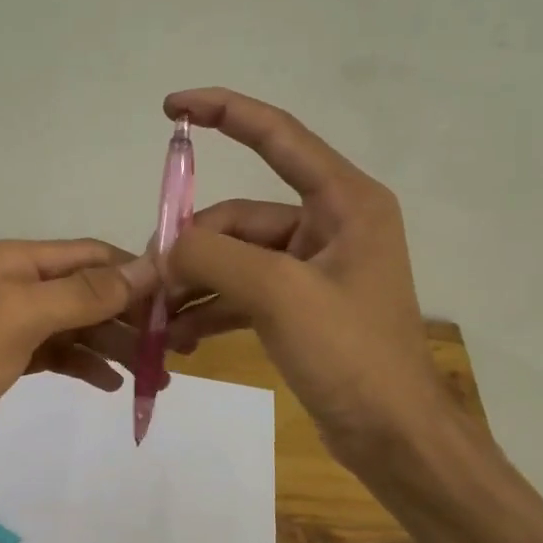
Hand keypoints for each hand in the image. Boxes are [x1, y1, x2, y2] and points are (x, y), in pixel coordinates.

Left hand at [0, 239, 158, 510]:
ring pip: (74, 325)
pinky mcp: (2, 363)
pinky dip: (85, 364)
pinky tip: (112, 384)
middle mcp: (7, 285)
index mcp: (7, 262)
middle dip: (129, 316)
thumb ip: (81, 293)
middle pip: (84, 291)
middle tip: (175, 347)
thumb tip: (146, 269)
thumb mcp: (18, 321)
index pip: (86, 256)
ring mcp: (4, 326)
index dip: (132, 273)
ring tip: (156, 373)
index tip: (179, 300)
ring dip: (114, 344)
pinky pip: (57, 354)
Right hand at [160, 88, 448, 471]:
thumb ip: (215, 257)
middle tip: (150, 284)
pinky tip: (179, 338)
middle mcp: (329, 225)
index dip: (224, 112)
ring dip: (194, 284)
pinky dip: (211, 310)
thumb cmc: (351, 354)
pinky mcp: (299, 306)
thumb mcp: (280, 295)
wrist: (392, 436)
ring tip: (156, 318)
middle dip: (191, 247)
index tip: (171, 107)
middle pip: (239, 217)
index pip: (278, 136)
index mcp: (343, 202)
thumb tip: (165, 249)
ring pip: (234, 258)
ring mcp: (312, 269)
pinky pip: (242, 292)